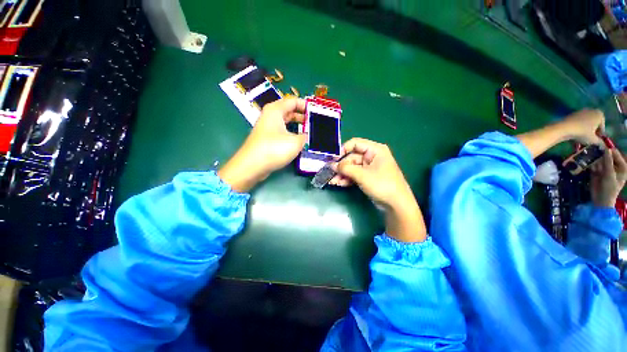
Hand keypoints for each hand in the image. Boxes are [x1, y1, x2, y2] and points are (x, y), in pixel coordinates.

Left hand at [218, 98, 306, 191]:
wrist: (252, 165)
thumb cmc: (274, 149)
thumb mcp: (296, 142)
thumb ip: (305, 136)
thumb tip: (308, 136)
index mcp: (275, 110)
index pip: (293, 101)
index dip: (306, 105)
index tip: (316, 113)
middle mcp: (270, 116)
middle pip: (289, 111)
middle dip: (303, 116)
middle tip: (314, 123)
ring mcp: (267, 128)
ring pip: (285, 122)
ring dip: (297, 126)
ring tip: (309, 132)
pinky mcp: (267, 139)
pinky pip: (282, 132)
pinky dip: (291, 134)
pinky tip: (298, 142)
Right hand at [330, 138, 426, 241]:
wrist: (396, 205)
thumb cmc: (381, 184)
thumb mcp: (362, 175)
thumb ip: (345, 168)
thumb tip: (332, 165)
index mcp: (375, 150)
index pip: (355, 143)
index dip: (343, 150)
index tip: (332, 159)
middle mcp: (372, 156)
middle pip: (352, 157)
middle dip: (341, 166)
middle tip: (330, 173)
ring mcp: (370, 168)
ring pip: (352, 167)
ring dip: (342, 174)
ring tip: (332, 181)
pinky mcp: (368, 177)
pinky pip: (355, 175)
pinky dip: (347, 179)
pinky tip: (339, 183)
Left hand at [559, 109, 604, 144]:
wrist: (564, 128)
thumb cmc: (582, 133)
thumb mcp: (593, 140)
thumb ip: (600, 142)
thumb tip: (603, 146)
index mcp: (599, 114)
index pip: (602, 128)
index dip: (599, 136)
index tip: (595, 142)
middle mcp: (591, 111)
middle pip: (593, 125)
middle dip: (591, 134)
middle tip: (588, 142)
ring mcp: (581, 112)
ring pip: (585, 125)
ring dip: (584, 133)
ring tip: (580, 142)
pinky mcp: (572, 115)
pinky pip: (577, 124)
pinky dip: (577, 130)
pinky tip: (574, 138)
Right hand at [591, 148, 626, 207]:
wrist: (601, 200)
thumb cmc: (609, 188)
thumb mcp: (609, 175)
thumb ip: (608, 162)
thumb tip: (606, 149)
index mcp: (621, 167)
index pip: (616, 154)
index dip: (609, 151)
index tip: (601, 147)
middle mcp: (614, 166)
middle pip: (607, 157)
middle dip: (601, 157)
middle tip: (596, 156)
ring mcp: (605, 169)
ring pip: (600, 160)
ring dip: (596, 162)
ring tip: (595, 167)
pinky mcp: (597, 172)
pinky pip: (594, 165)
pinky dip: (592, 166)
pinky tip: (591, 169)